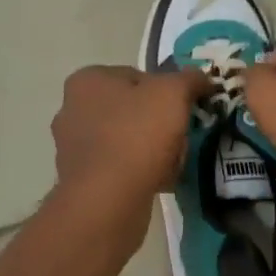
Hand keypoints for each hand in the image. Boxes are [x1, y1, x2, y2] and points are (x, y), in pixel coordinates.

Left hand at [51, 64, 209, 221]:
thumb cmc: (136, 134)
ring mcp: (73, 147)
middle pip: (131, 109)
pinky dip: (139, 172)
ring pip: (126, 139)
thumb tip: (202, 78)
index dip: (165, 91)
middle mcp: (72, 109)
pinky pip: (119, 168)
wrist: (108, 200)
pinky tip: (159, 181)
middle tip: (180, 135)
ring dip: (151, 149)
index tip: (183, 108)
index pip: (136, 76)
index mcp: (87, 81)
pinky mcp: (80, 180)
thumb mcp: (173, 93)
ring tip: (173, 161)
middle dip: (158, 122)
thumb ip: (189, 79)